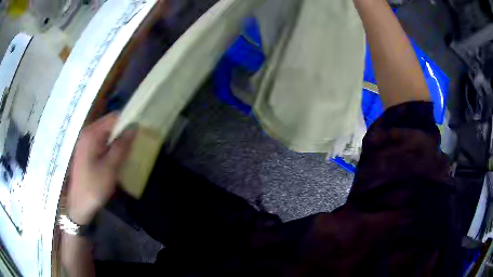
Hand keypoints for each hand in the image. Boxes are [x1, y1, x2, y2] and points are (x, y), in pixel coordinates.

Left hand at [68, 113, 135, 224]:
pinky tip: (116, 159)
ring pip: (106, 134)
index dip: (128, 121)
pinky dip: (111, 147)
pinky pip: (102, 142)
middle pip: (109, 125)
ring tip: (127, 153)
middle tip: (134, 145)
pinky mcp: (86, 151)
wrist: (79, 205)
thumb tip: (134, 126)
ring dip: (118, 141)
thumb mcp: (110, 167)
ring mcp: (86, 142)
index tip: (140, 132)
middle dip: (123, 132)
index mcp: (91, 134)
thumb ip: (122, 145)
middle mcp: (87, 133)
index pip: (114, 117)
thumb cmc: (94, 186)